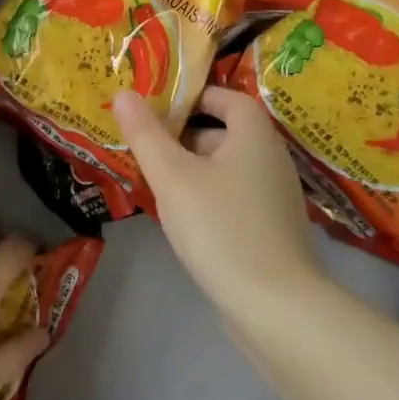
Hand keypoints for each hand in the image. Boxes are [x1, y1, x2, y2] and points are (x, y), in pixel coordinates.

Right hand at [114, 86, 321, 306]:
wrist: (275, 306)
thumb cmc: (220, 228)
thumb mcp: (172, 177)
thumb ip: (146, 134)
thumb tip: (123, 94)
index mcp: (255, 135)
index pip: (227, 97)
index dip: (193, 96)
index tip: (157, 110)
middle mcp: (272, 158)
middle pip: (225, 132)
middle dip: (184, 136)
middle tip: (145, 149)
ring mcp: (276, 196)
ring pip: (227, 167)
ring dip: (193, 169)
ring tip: (156, 184)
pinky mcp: (273, 228)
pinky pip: (235, 196)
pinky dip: (209, 196)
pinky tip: (184, 219)